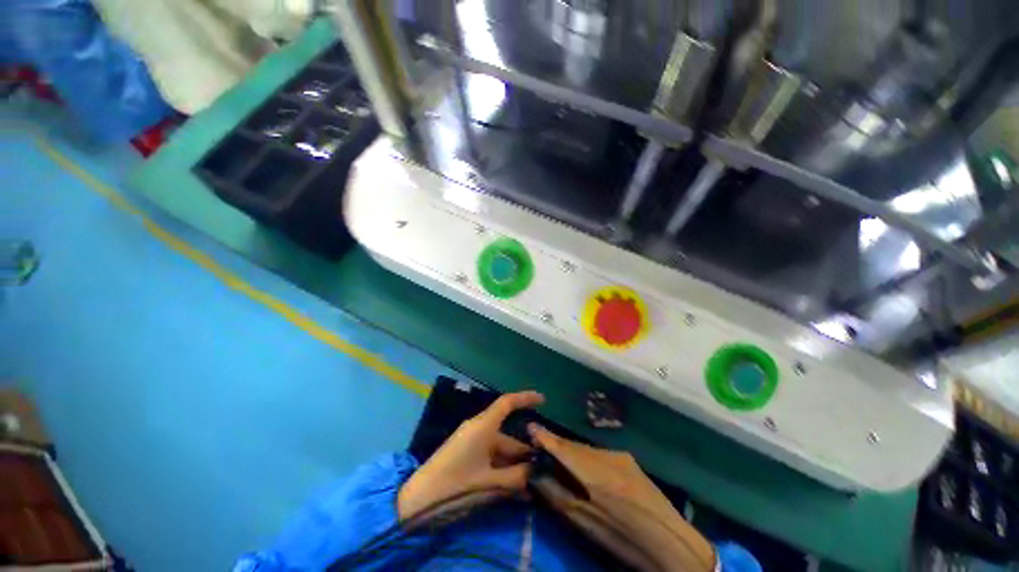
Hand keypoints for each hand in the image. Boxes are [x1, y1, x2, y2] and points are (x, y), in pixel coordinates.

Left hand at [397, 391, 544, 521]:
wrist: (418, 500)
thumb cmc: (456, 484)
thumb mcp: (490, 483)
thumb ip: (516, 477)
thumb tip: (535, 472)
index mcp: (483, 426)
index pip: (507, 403)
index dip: (526, 398)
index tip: (543, 400)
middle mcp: (478, 429)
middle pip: (507, 435)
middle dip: (525, 451)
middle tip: (544, 466)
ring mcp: (471, 442)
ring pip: (500, 449)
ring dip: (514, 465)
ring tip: (532, 485)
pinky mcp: (465, 454)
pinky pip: (490, 457)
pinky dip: (502, 469)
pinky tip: (514, 488)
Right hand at [529, 424, 715, 571]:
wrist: (671, 542)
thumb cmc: (622, 537)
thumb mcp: (583, 521)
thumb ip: (557, 494)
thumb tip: (536, 475)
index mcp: (593, 470)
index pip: (562, 447)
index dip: (544, 436)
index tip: (530, 427)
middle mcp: (605, 454)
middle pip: (574, 445)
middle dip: (557, 444)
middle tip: (541, 444)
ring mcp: (620, 455)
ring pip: (587, 449)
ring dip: (572, 452)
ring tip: (561, 458)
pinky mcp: (630, 461)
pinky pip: (600, 454)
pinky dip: (587, 458)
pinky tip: (586, 469)